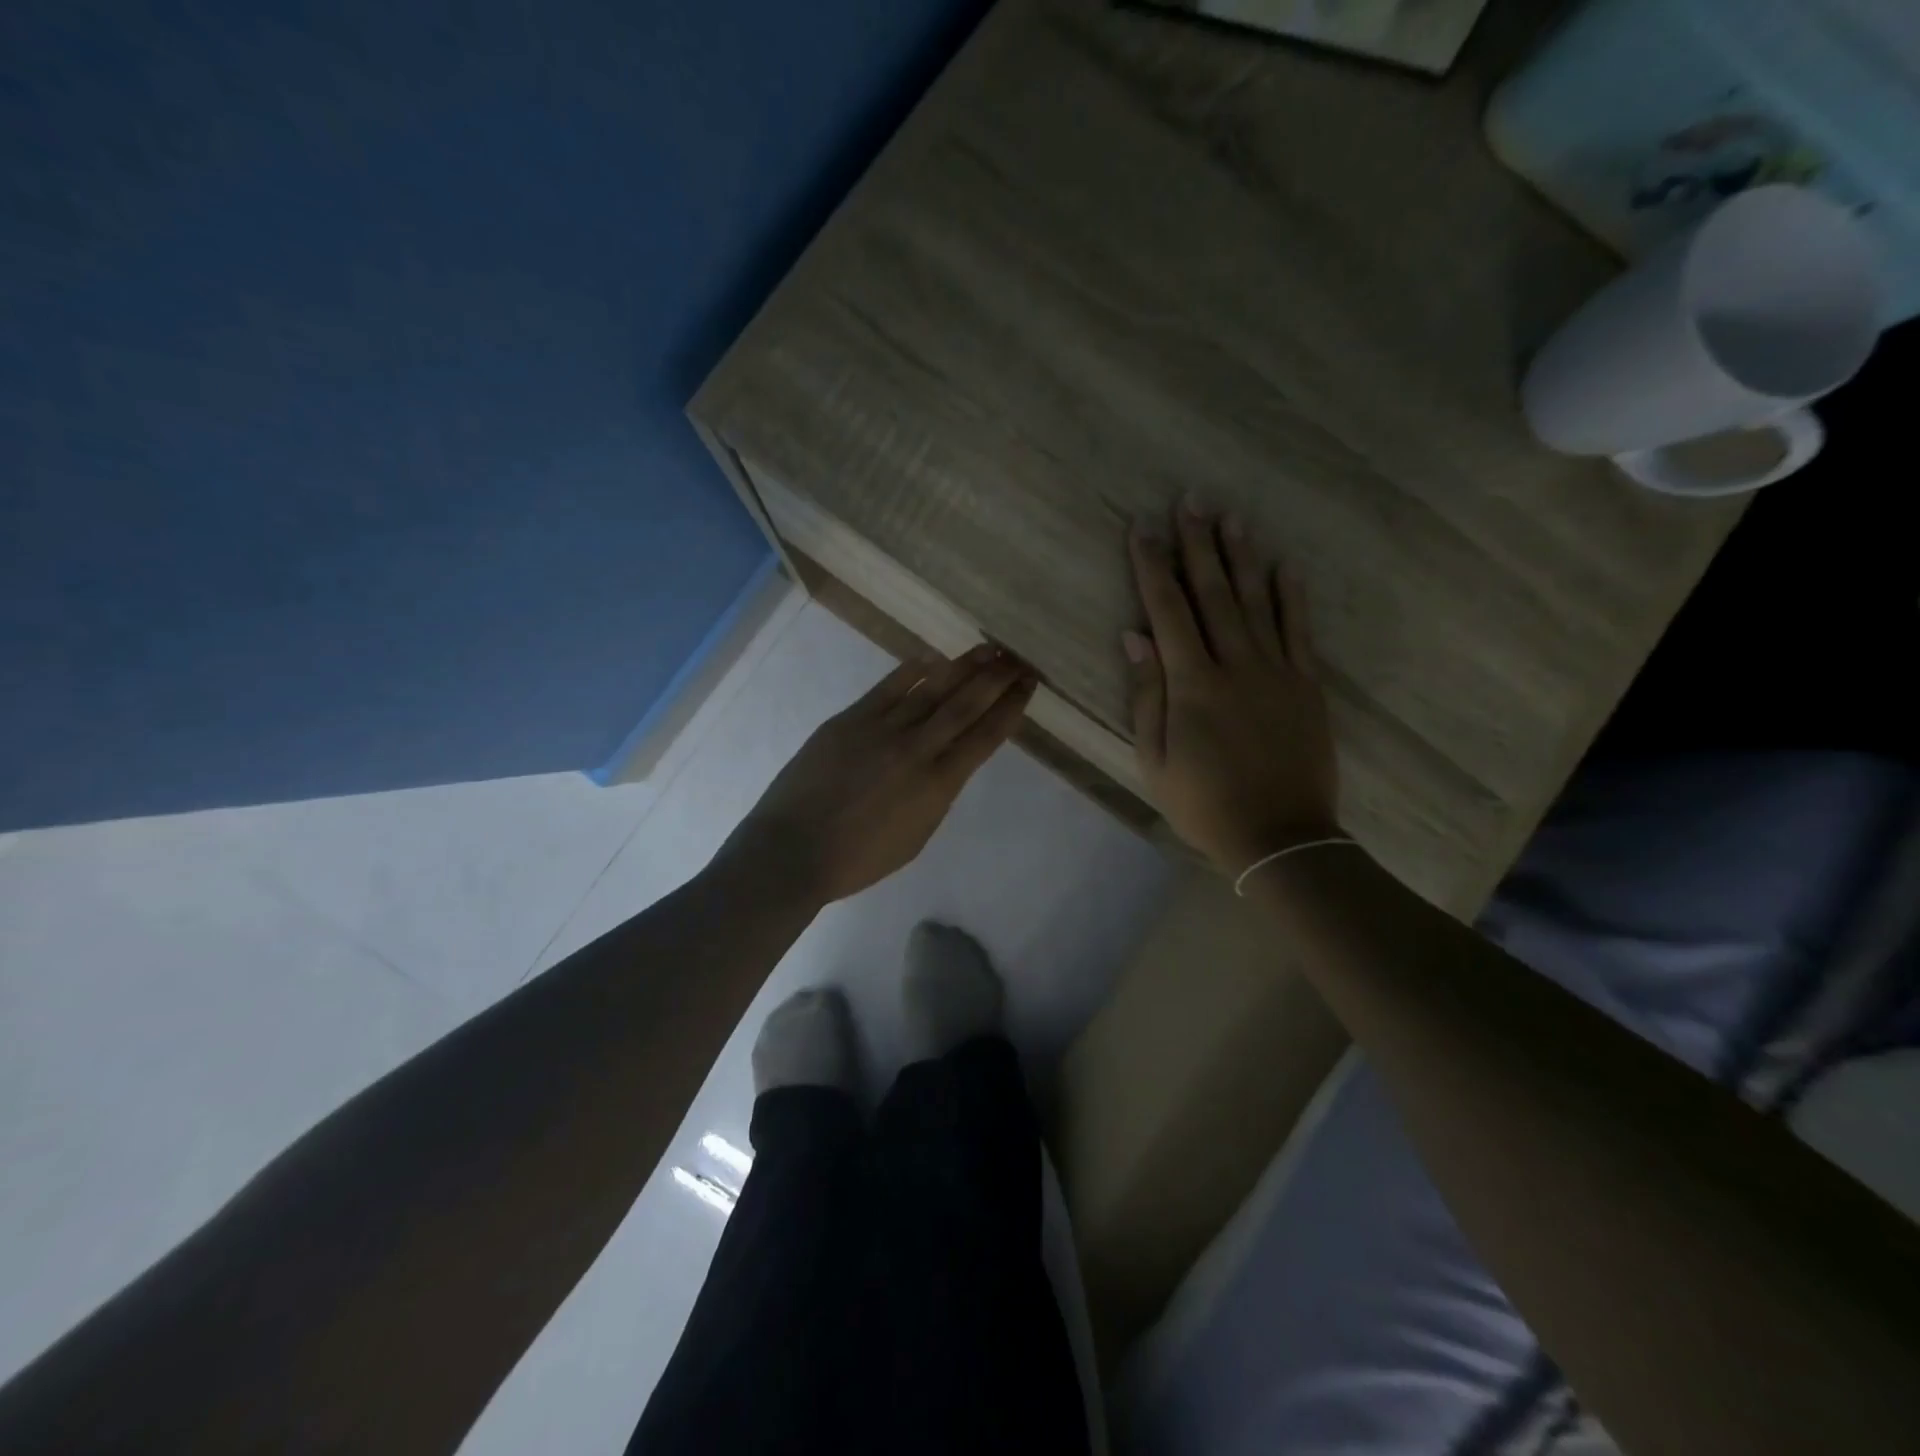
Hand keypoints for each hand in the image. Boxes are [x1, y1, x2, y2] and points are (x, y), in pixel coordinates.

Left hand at [724, 644, 1038, 902]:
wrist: (794, 850)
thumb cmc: (859, 859)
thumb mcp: (917, 836)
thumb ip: (937, 794)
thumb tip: (946, 762)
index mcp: (939, 785)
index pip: (986, 737)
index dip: (1011, 708)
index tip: (1028, 686)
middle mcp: (918, 749)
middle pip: (966, 704)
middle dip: (997, 679)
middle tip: (1018, 659)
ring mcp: (882, 729)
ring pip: (932, 688)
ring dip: (964, 666)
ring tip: (988, 649)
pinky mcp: (850, 719)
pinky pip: (889, 687)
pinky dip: (914, 670)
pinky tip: (932, 657)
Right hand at [1124, 499, 1339, 875]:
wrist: (1280, 837)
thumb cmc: (1204, 802)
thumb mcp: (1155, 758)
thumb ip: (1147, 695)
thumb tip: (1133, 637)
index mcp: (1192, 684)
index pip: (1167, 611)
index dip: (1153, 567)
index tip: (1143, 528)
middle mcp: (1236, 665)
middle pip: (1213, 593)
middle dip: (1198, 544)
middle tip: (1191, 500)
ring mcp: (1277, 671)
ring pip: (1257, 601)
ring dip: (1242, 557)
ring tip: (1232, 517)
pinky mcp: (1308, 685)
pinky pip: (1299, 630)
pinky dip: (1291, 595)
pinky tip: (1284, 564)